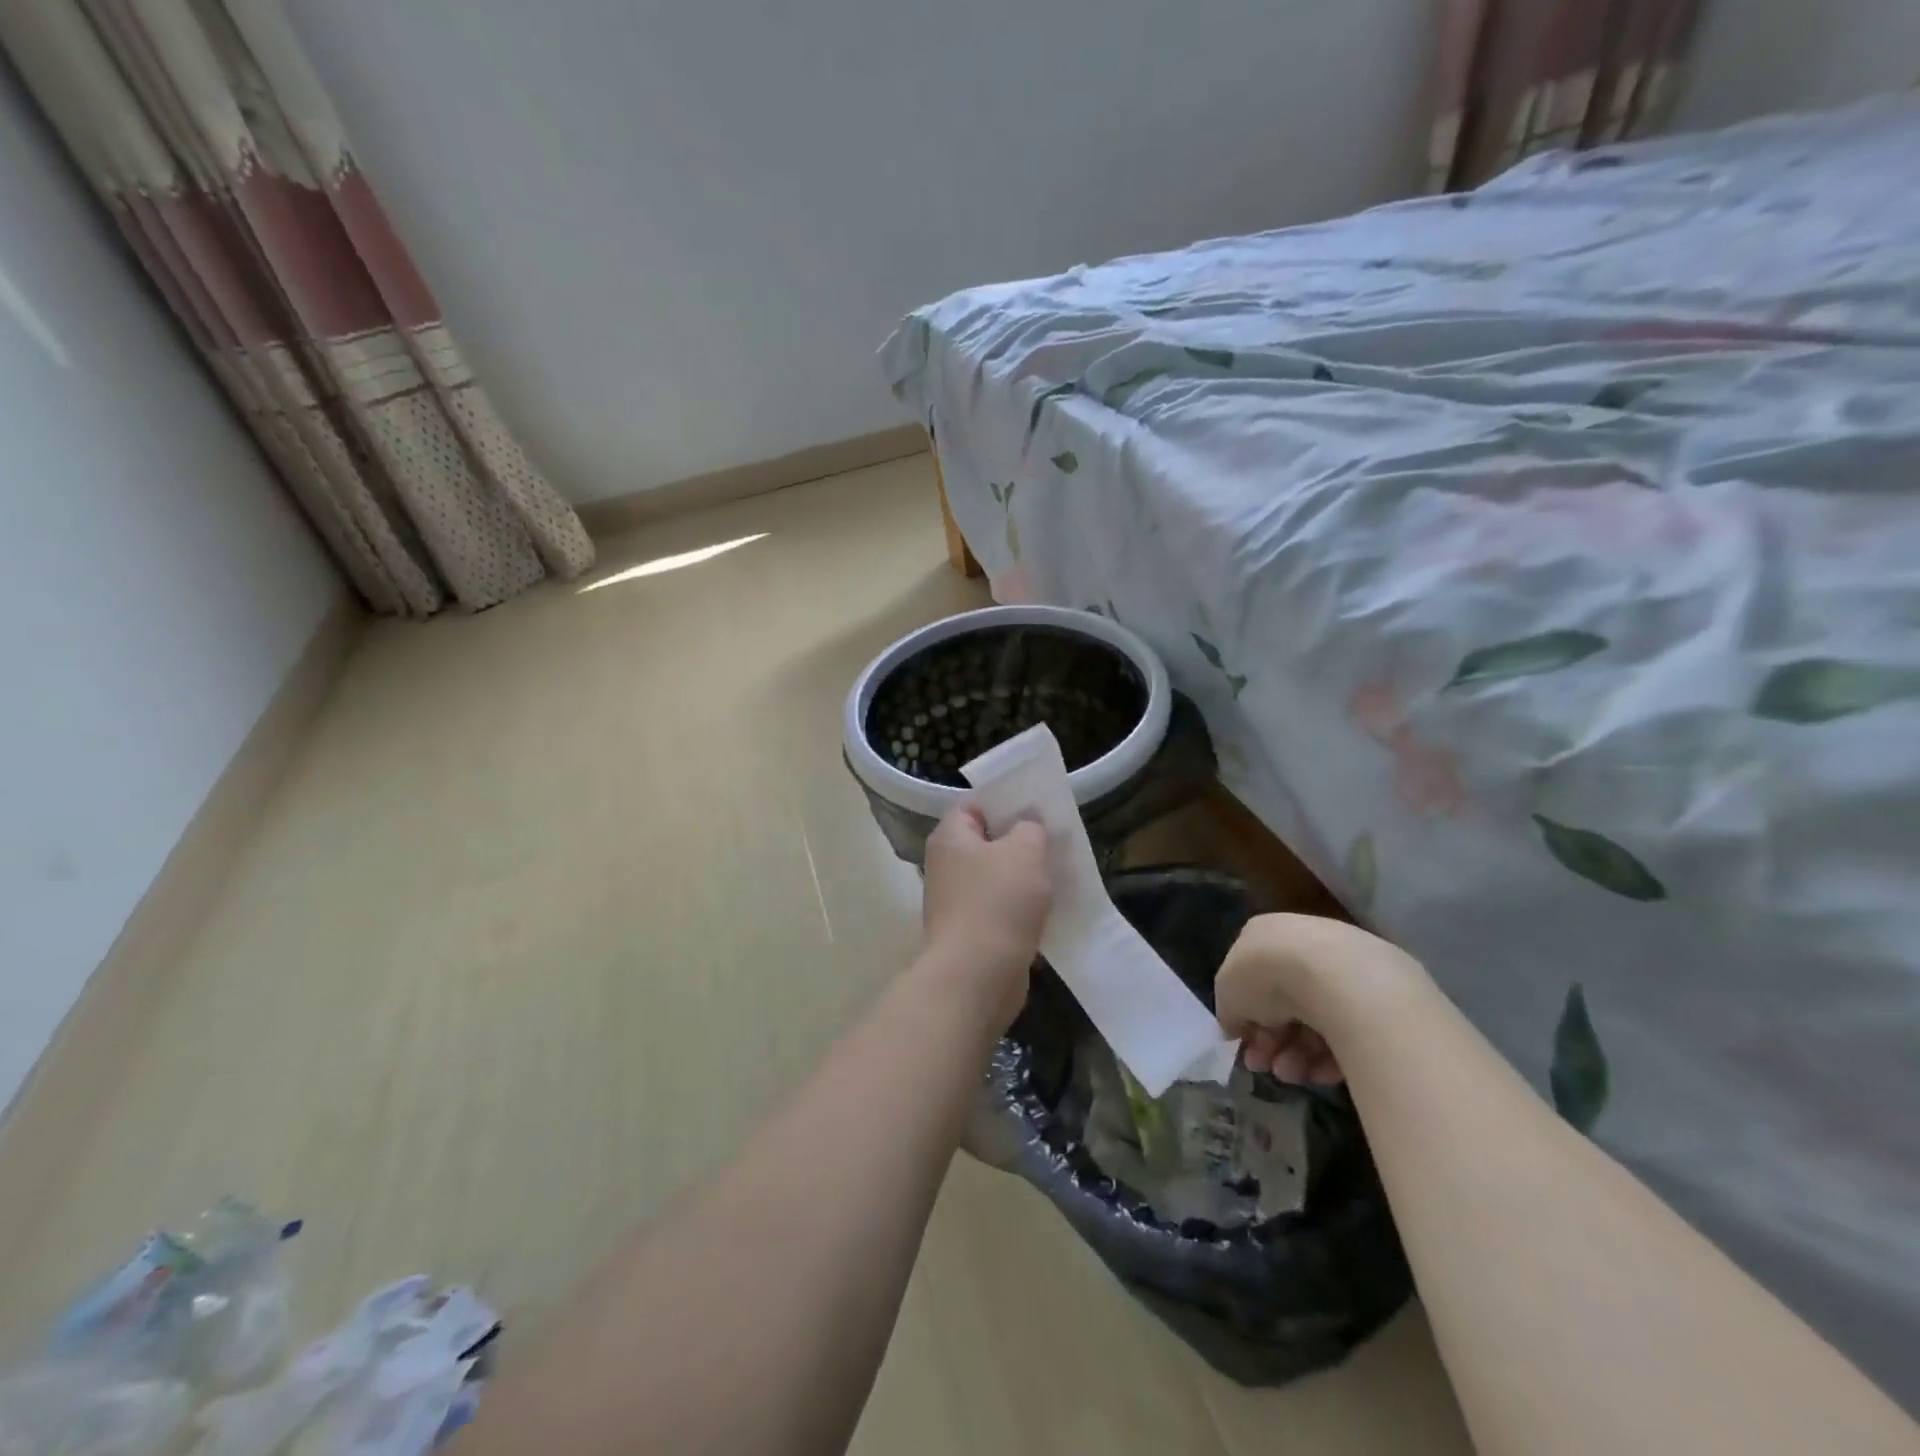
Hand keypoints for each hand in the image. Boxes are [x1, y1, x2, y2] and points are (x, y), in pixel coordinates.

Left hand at [921, 806, 1051, 1025]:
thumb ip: (1030, 828)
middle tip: (1053, 840)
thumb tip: (1027, 827)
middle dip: (1019, 841)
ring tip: (1057, 874)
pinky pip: (1000, 909)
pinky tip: (1048, 910)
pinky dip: (1021, 909)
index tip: (1036, 807)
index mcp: (950, 837)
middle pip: (986, 842)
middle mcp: (946, 865)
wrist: (977, 975)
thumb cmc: (998, 902)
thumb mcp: (1025, 851)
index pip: (973, 805)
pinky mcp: (970, 932)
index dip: (1003, 802)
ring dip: (1023, 878)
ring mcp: (956, 901)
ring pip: (996, 877)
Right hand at [1216, 914, 1427, 1085]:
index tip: (1245, 1048)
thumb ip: (1229, 1012)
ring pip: (1315, 1020)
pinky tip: (1321, 1072)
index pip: (1250, 979)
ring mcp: (1341, 967)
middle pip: (1283, 1003)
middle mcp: (1302, 944)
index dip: (1245, 1017)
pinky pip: (1347, 1029)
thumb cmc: (1268, 975)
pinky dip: (1331, 1055)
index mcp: (1263, 935)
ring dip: (1297, 1053)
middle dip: (1271, 1041)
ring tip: (1294, 1074)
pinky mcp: (1376, 995)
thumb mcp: (1227, 993)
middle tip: (1267, 1068)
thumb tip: (1235, 1027)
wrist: (1336, 976)